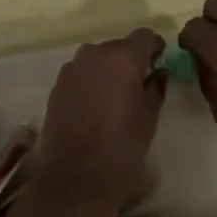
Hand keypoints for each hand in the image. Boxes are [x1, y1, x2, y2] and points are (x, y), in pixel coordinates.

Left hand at [33, 29, 166, 216]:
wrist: (75, 180)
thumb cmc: (122, 148)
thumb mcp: (149, 118)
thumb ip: (156, 87)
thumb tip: (158, 72)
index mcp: (123, 58)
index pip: (144, 36)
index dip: (154, 47)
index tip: (159, 62)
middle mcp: (95, 55)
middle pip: (118, 46)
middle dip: (130, 59)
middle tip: (139, 84)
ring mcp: (72, 69)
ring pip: (97, 59)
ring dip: (108, 70)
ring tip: (115, 96)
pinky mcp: (57, 87)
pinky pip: (80, 74)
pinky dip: (90, 82)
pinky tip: (94, 107)